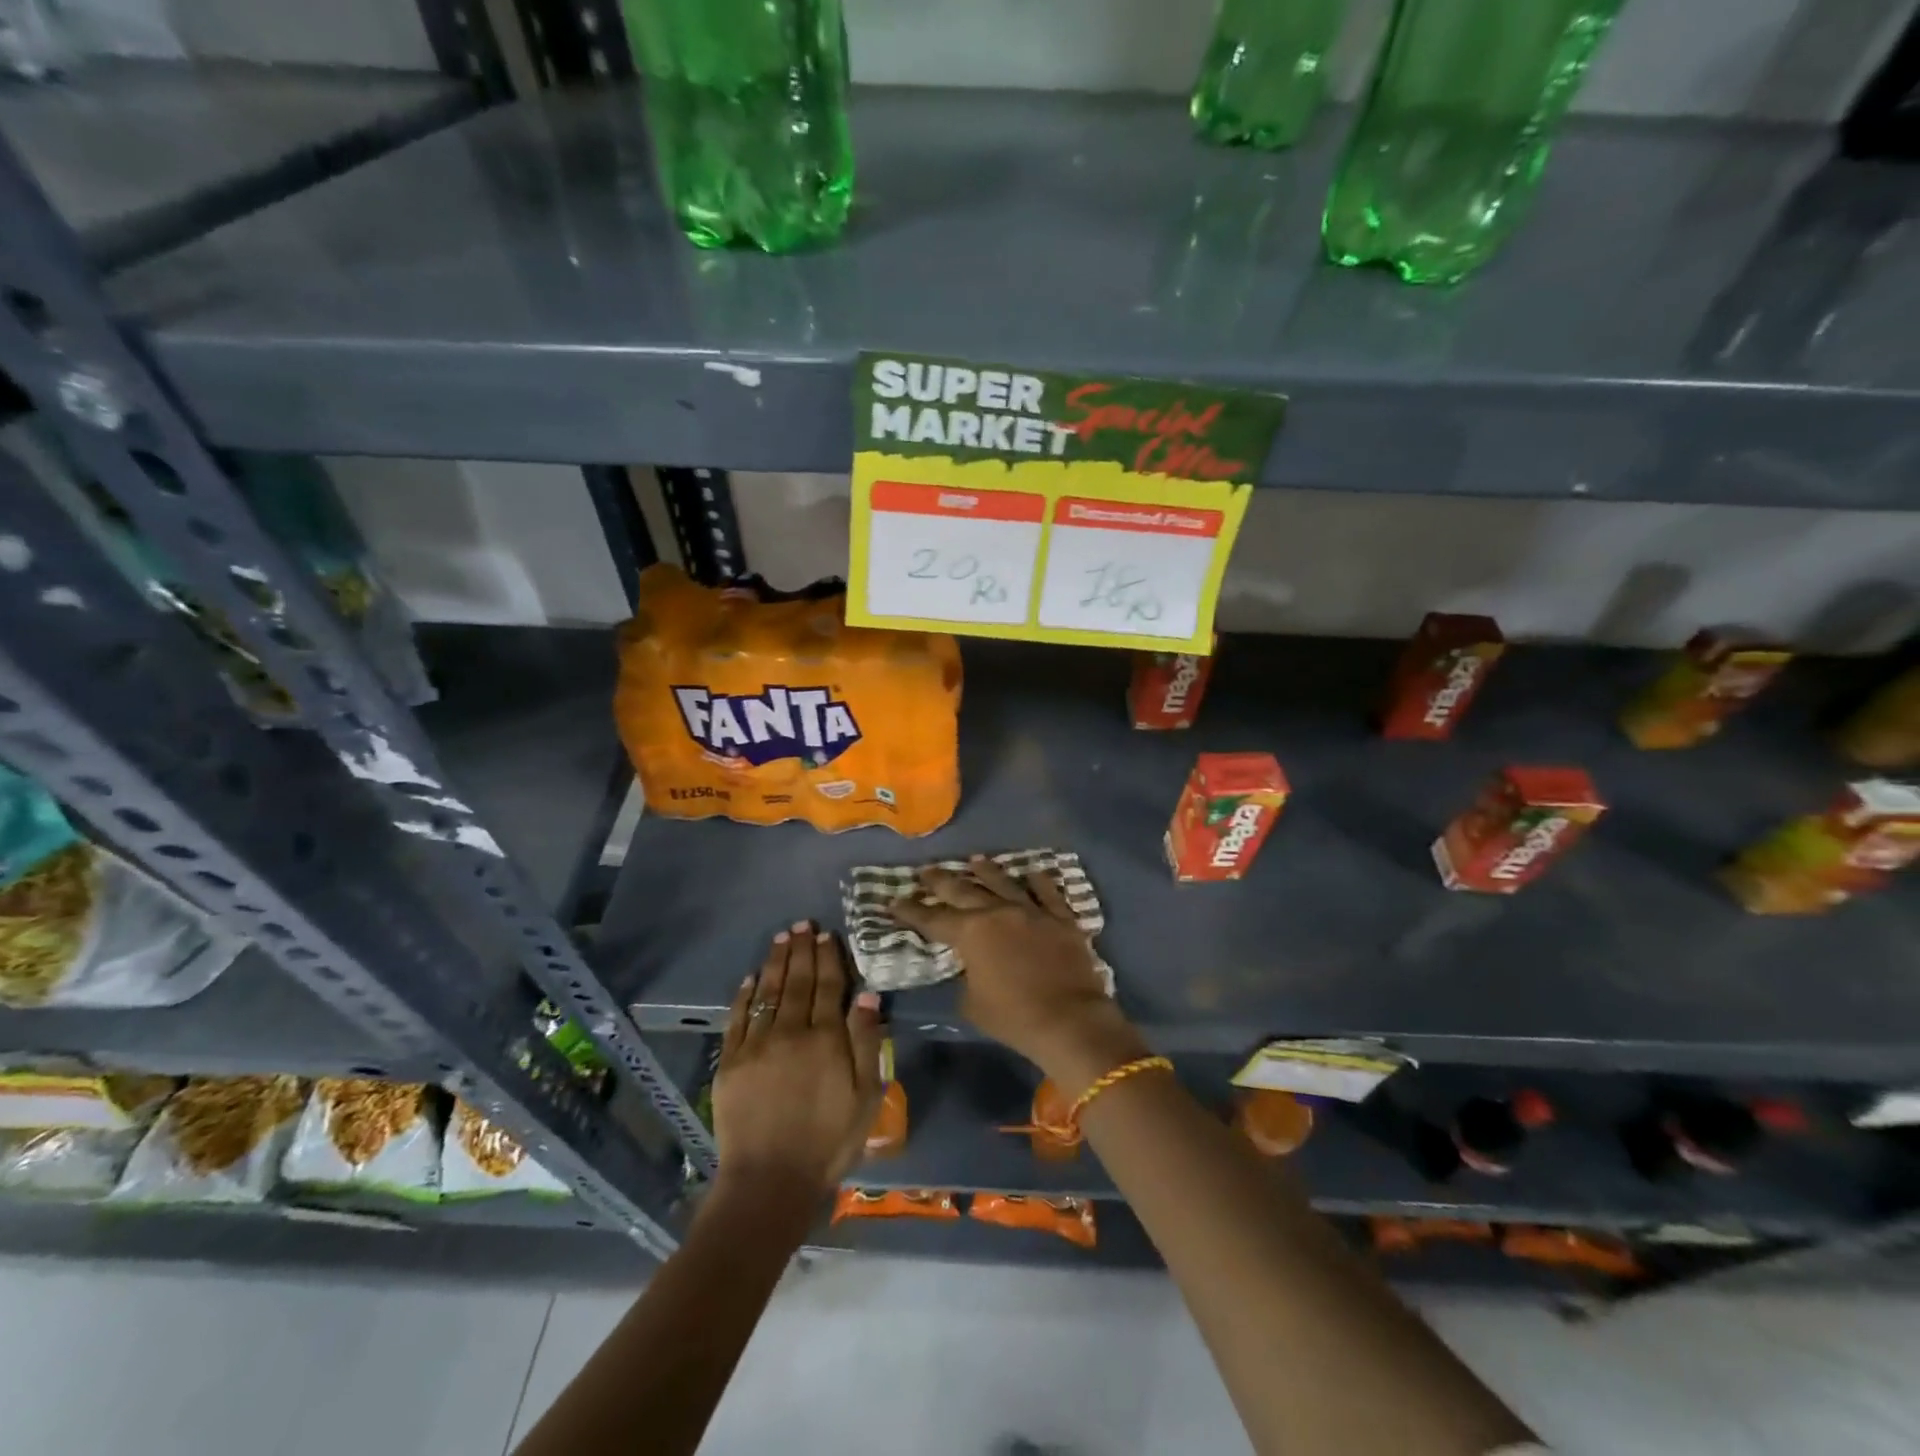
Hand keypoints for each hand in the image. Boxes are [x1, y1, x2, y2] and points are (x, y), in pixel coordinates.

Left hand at [714, 922, 883, 1191]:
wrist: (770, 1180)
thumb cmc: (828, 1141)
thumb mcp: (865, 1096)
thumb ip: (866, 1043)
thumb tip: (867, 996)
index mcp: (826, 1038)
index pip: (829, 986)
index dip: (828, 958)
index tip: (826, 934)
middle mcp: (791, 1031)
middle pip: (798, 981)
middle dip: (801, 950)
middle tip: (801, 924)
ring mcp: (757, 1045)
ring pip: (768, 992)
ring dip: (775, 962)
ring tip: (781, 937)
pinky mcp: (730, 1062)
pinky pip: (737, 1019)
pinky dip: (744, 995)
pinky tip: (749, 978)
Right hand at [890, 856, 1147, 1093]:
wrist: (1070, 1020)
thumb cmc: (1014, 1017)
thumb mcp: (973, 1003)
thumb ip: (966, 977)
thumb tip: (971, 966)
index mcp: (970, 933)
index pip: (932, 919)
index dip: (911, 911)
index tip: (894, 901)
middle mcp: (998, 912)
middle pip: (963, 890)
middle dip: (940, 881)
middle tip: (924, 871)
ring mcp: (1031, 911)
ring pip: (1004, 883)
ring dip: (986, 871)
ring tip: (974, 860)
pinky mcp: (1061, 918)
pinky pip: (1048, 893)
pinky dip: (1039, 882)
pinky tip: (1032, 872)